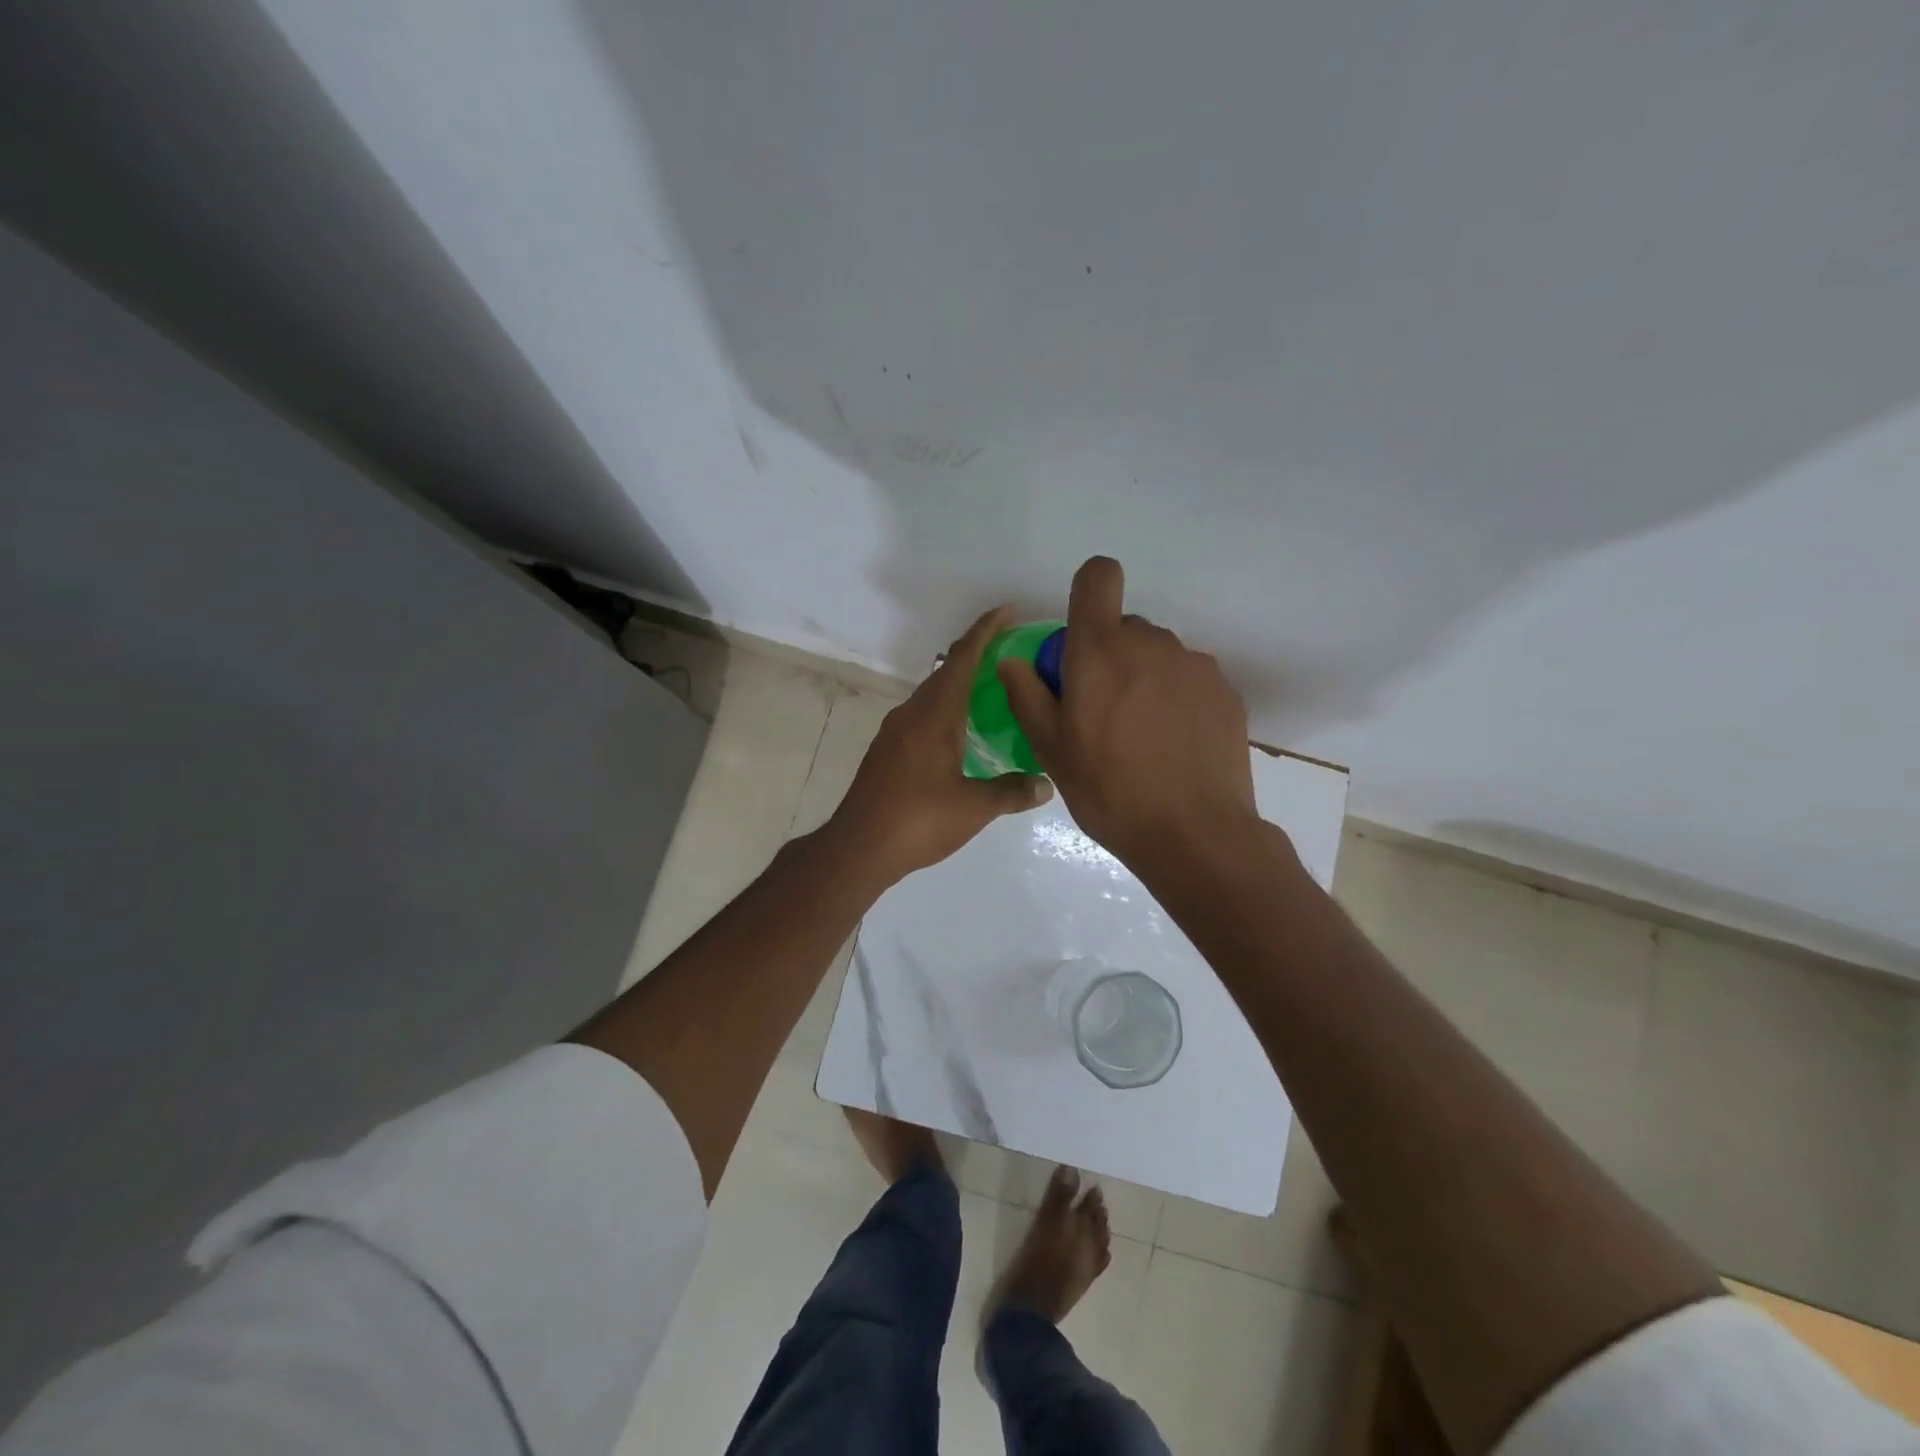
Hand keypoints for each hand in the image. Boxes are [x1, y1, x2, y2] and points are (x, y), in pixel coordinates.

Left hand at [830, 607, 1053, 883]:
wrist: (858, 847)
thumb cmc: (918, 820)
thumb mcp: (974, 807)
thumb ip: (1012, 791)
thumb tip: (1046, 784)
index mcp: (935, 715)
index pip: (962, 659)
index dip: (985, 631)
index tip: (1007, 611)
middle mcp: (912, 714)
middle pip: (946, 672)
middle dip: (977, 656)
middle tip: (1012, 656)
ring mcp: (895, 732)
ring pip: (933, 696)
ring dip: (960, 686)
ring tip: (993, 693)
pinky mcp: (887, 752)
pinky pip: (923, 716)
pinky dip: (947, 711)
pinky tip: (962, 734)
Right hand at [998, 556, 1256, 866]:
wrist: (1193, 833)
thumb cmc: (1109, 790)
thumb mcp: (1051, 749)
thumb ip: (1027, 696)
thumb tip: (1012, 661)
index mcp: (1101, 650)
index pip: (1099, 576)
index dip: (1089, 593)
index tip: (1081, 636)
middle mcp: (1151, 643)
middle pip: (1125, 628)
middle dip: (1109, 657)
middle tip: (1103, 712)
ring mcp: (1195, 666)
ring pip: (1159, 656)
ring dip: (1145, 679)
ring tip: (1143, 737)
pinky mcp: (1225, 692)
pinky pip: (1190, 681)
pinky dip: (1178, 701)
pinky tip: (1175, 747)